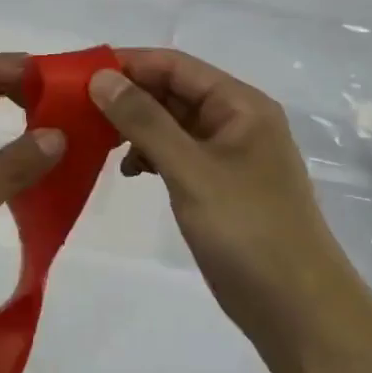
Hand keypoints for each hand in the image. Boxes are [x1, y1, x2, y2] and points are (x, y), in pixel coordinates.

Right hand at [90, 50, 371, 349]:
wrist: (295, 307)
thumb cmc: (247, 229)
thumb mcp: (190, 170)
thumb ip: (144, 120)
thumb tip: (101, 77)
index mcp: (240, 105)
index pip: (175, 66)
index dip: (127, 64)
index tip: (77, 76)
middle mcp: (235, 121)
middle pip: (172, 92)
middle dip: (127, 97)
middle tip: (76, 110)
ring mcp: (228, 155)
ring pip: (172, 124)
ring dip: (135, 128)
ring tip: (95, 141)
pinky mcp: (218, 186)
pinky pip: (177, 154)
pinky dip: (151, 156)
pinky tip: (130, 171)